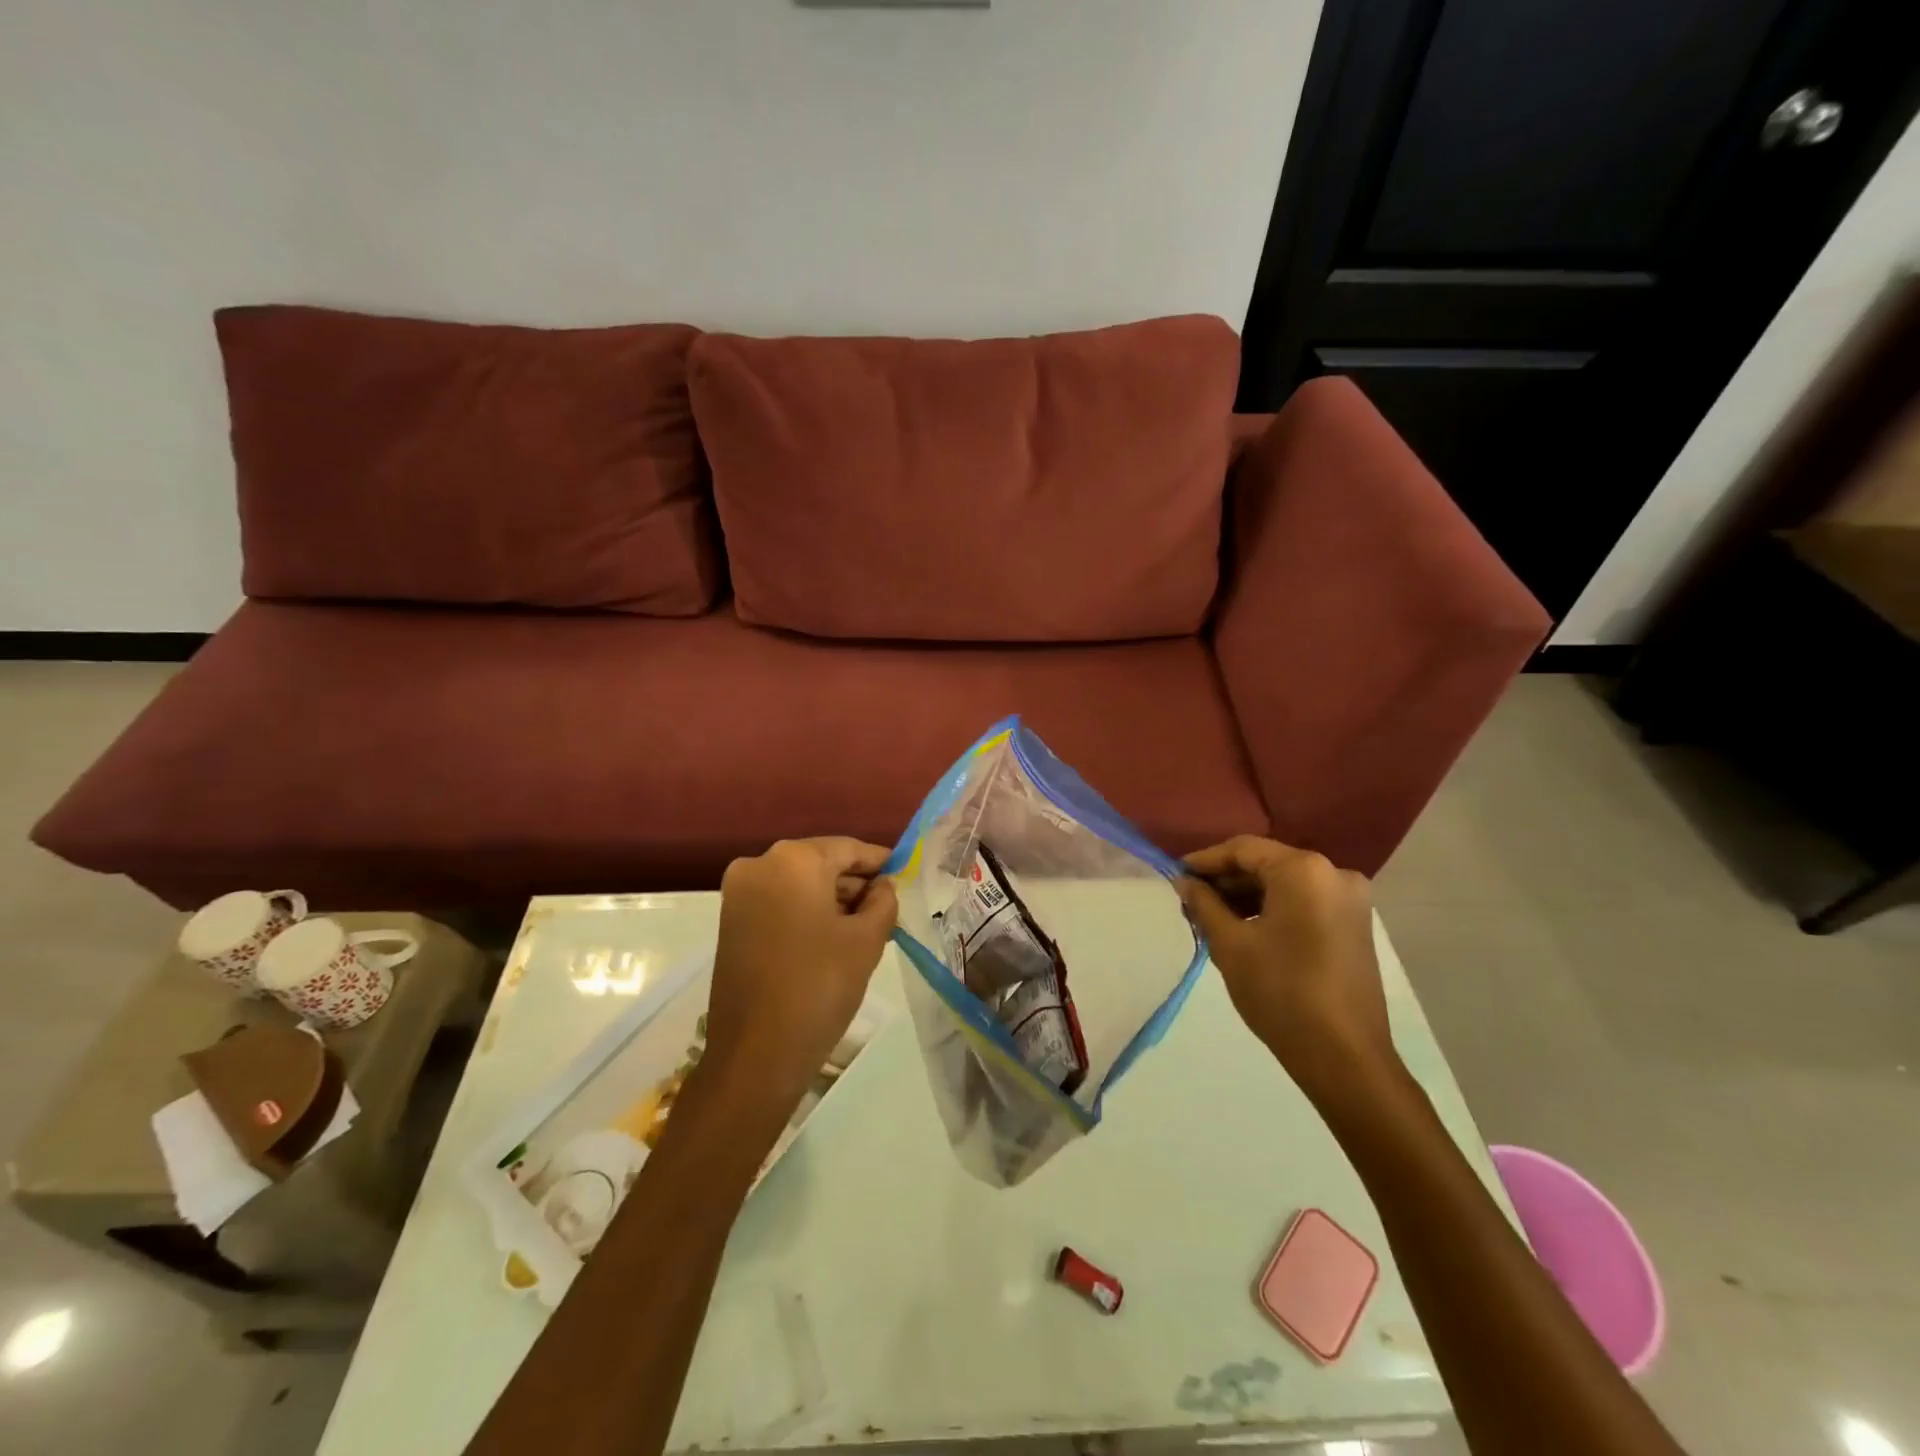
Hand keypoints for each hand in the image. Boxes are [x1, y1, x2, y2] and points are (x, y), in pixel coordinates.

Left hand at [704, 838, 898, 1109]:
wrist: (755, 1055)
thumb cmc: (819, 986)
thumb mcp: (866, 940)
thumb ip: (883, 901)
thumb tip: (882, 886)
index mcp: (793, 860)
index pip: (848, 848)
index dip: (880, 862)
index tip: (905, 874)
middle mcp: (759, 865)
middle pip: (821, 864)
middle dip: (855, 883)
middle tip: (889, 907)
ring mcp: (739, 894)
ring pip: (799, 884)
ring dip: (832, 900)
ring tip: (867, 926)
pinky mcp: (730, 922)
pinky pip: (779, 903)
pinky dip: (807, 913)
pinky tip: (833, 938)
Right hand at [1178, 836, 1399, 1102]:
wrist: (1344, 1057)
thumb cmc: (1280, 992)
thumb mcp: (1230, 944)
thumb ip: (1204, 904)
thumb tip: (1184, 882)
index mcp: (1304, 870)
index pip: (1243, 850)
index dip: (1205, 861)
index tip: (1175, 875)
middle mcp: (1334, 873)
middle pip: (1267, 863)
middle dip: (1226, 880)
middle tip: (1190, 899)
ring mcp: (1350, 899)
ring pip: (1285, 883)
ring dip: (1248, 895)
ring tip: (1211, 916)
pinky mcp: (1355, 924)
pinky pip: (1304, 901)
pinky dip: (1273, 908)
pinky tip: (1245, 927)